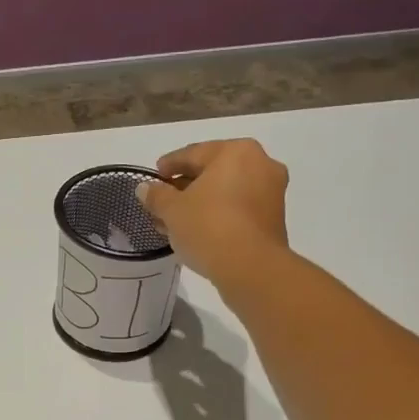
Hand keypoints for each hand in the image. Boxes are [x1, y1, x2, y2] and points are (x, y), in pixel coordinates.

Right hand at [139, 138, 289, 286]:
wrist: (251, 268)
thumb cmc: (208, 227)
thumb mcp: (172, 211)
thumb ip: (157, 195)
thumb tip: (144, 188)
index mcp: (236, 151)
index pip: (193, 154)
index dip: (169, 165)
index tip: (154, 177)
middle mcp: (260, 163)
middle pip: (213, 172)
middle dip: (185, 188)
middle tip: (163, 203)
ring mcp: (271, 191)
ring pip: (226, 192)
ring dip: (200, 204)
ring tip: (176, 222)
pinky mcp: (274, 218)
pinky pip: (239, 209)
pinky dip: (218, 215)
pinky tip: (199, 231)